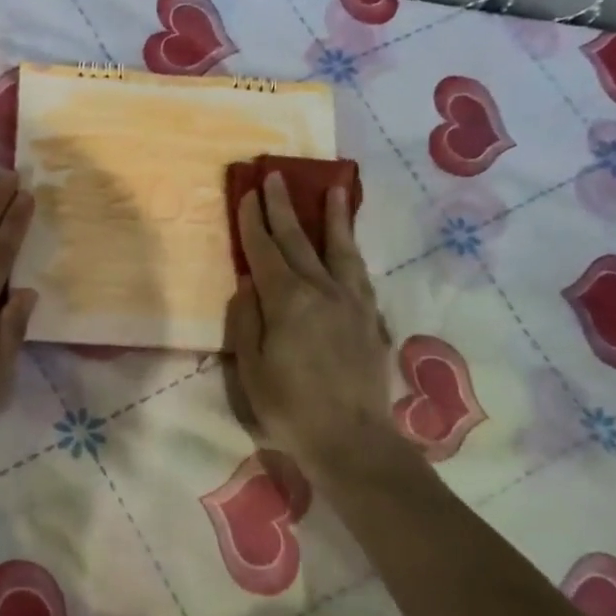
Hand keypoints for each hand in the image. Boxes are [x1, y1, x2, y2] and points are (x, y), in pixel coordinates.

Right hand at [225, 174, 401, 473]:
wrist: (352, 440)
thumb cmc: (290, 408)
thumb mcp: (251, 369)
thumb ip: (246, 321)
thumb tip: (247, 285)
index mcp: (288, 301)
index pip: (265, 251)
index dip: (252, 222)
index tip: (245, 193)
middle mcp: (322, 291)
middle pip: (299, 240)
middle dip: (284, 207)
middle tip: (275, 175)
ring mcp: (351, 302)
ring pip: (339, 248)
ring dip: (333, 216)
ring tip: (334, 187)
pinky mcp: (370, 318)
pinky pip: (359, 272)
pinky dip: (352, 250)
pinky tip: (349, 245)